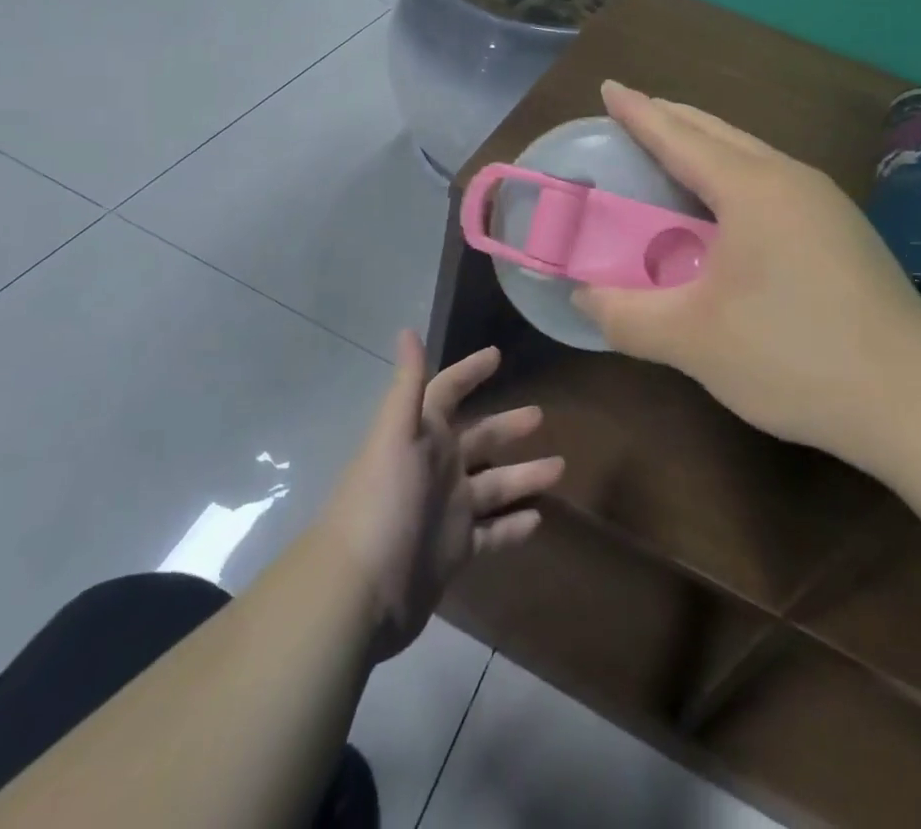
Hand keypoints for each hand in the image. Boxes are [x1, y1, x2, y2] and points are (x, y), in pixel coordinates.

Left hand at [322, 332, 561, 659]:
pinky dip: (514, 527)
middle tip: (542, 415)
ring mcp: (447, 511)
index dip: (469, 372)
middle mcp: (437, 468)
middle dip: (508, 427)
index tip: (497, 355)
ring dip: (524, 476)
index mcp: (422, 436)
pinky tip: (539, 520)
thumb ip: (408, 386)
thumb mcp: (395, 436)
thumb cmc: (382, 500)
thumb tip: (406, 330)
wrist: (360, 591)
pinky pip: (493, 534)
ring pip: (494, 486)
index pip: (447, 392)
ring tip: (560, 467)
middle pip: (480, 439)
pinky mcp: (454, 551)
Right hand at [575, 81, 920, 455]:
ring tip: (671, 156)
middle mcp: (789, 179)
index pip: (679, 136)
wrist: (916, 398)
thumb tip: (583, 296)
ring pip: (750, 155)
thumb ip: (626, 316)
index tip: (609, 87)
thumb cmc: (795, 354)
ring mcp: (824, 202)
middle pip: (718, 133)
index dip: (638, 112)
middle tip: (631, 117)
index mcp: (751, 188)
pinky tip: (725, 211)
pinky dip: (732, 176)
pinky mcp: (842, 230)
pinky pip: (771, 181)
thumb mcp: (693, 341)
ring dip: (705, 148)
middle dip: (671, 119)